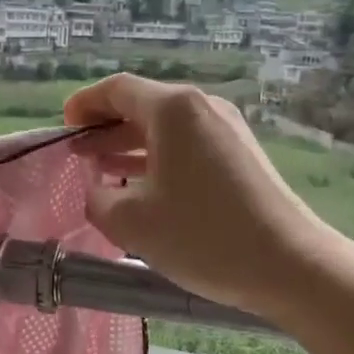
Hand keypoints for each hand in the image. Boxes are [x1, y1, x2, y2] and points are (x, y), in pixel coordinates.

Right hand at [64, 74, 337, 321]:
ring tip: (101, 171)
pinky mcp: (241, 155)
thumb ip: (98, 199)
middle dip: (105, 128)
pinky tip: (142, 188)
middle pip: (142, 105)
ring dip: (130, 146)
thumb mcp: (132, 221)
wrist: (290, 264)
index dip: (84, 105)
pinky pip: (187, 145)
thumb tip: (98, 192)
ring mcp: (227, 130)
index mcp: (173, 110)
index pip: (117, 89)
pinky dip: (158, 158)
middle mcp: (202, 108)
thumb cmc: (203, 235)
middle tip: (77, 154)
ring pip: (165, 128)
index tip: (64, 127)